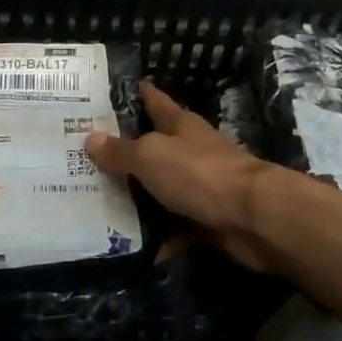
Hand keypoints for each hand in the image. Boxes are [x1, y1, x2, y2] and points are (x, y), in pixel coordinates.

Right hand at [86, 82, 277, 271]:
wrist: (252, 216)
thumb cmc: (198, 173)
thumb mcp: (150, 156)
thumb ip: (121, 151)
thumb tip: (90, 137)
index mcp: (180, 126)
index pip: (155, 101)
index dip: (138, 94)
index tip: (115, 91)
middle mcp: (192, 151)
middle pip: (156, 147)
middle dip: (128, 153)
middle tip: (89, 159)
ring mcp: (203, 186)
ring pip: (165, 189)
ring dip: (142, 199)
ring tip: (103, 206)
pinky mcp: (210, 219)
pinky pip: (179, 229)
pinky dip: (163, 239)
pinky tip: (139, 248)